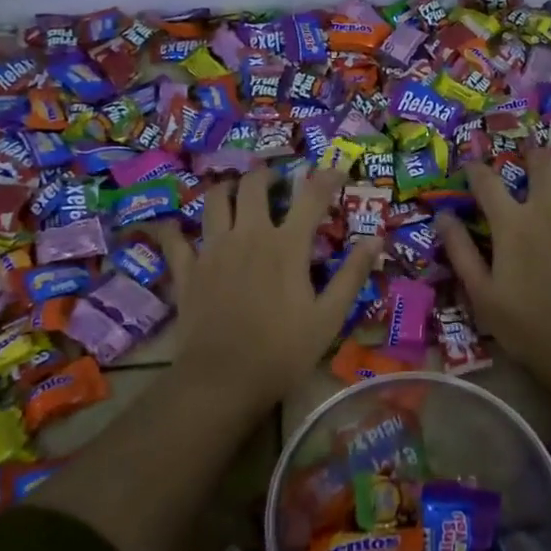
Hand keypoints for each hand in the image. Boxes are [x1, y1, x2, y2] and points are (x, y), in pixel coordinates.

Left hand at [154, 168, 383, 417]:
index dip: (326, 177)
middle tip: (276, 183)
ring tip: (234, 194)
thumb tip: (377, 240)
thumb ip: (352, 275)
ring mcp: (212, 249)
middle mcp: (248, 235)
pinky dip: (175, 228)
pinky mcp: (187, 270)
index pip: (311, 196)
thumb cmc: (283, 351)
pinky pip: (174, 238)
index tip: (337, 172)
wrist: (223, 379)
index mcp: (287, 246)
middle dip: (266, 176)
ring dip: (226, 189)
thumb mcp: (329, 317)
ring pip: (214, 200)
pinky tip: (176, 226)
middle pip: (253, 186)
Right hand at [437, 150, 550, 392]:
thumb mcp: (481, 293)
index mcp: (513, 223)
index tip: (472, 165)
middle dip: (536, 155)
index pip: (487, 182)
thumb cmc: (526, 326)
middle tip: (535, 161)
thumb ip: (460, 251)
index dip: (477, 169)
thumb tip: (442, 216)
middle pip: (544, 162)